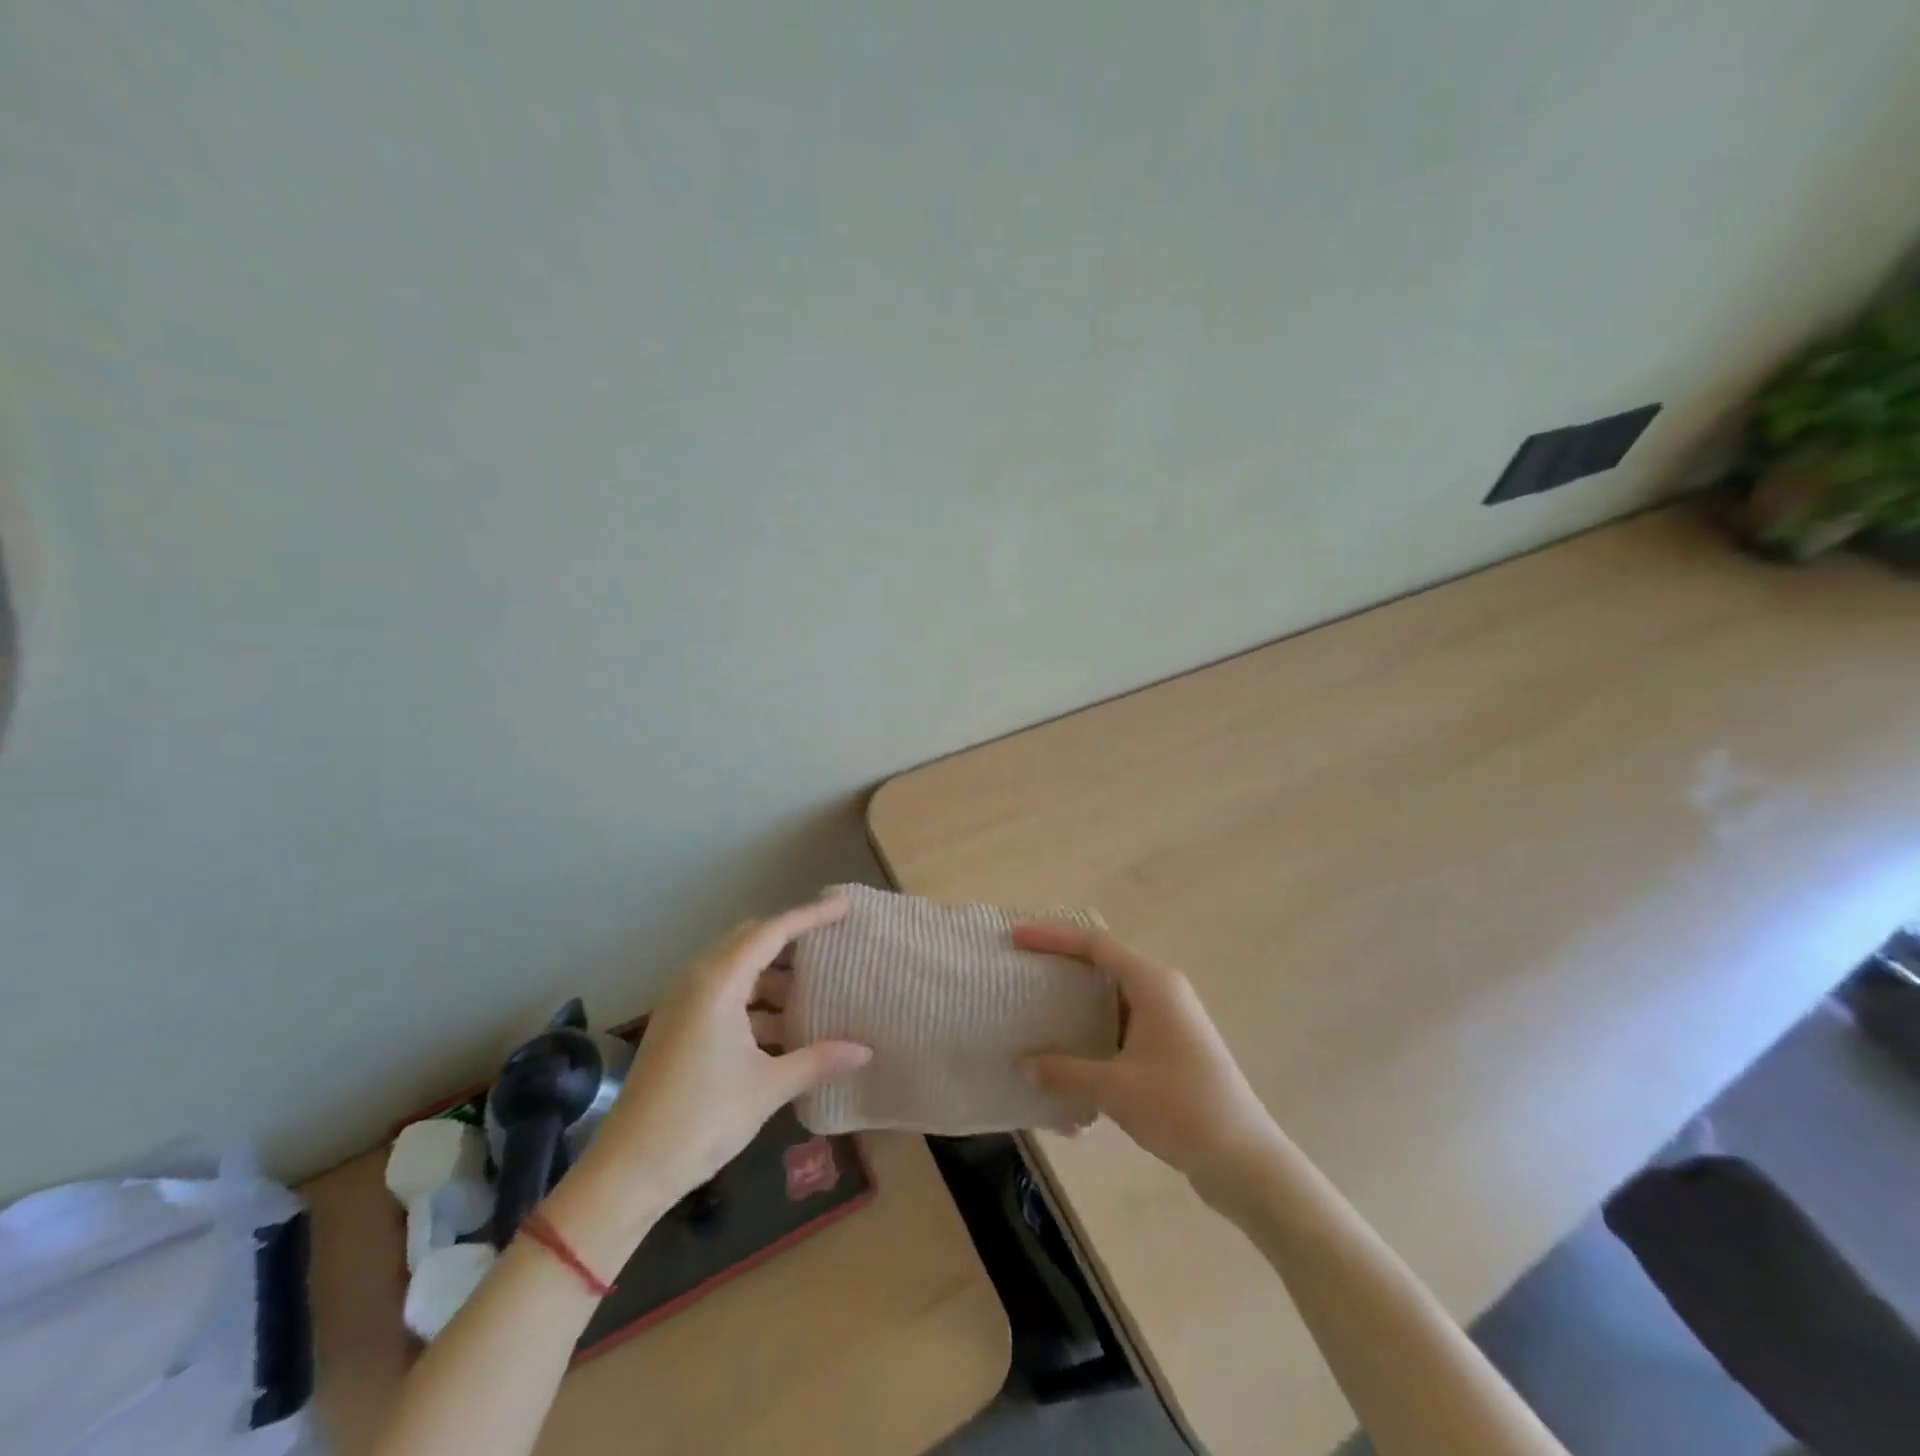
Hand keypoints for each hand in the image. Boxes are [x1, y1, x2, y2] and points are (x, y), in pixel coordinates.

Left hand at [585, 895, 870, 1209]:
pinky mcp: (679, 1027)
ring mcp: (684, 1003)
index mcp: (718, 982)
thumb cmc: (700, 1119)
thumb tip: (865, 1051)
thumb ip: (818, 1061)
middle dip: (791, 939)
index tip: (844, 905)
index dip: (810, 915)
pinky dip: (756, 1001)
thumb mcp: (767, 1088)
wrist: (626, 1172)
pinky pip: (725, 994)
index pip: (772, 931)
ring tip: (814, 991)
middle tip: (831, 943)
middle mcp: (698, 980)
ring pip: (737, 969)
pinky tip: (783, 1029)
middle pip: (751, 940)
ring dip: (774, 975)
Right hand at [1016, 923, 1282, 1205]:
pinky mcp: (1169, 1043)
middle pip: (1103, 960)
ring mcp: (1168, 1016)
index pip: (1094, 944)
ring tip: (1035, 1002)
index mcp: (1153, 983)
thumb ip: (1065, 1072)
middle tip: (1021, 966)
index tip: (1016, 937)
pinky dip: (1092, 1023)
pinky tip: (1068, 1046)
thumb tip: (1021, 1064)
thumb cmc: (1182, 1110)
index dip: (1052, 936)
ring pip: (1111, 991)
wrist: (1245, 1160)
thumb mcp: (1116, 1090)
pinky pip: (1121, 1018)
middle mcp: (1162, 989)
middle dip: (1061, 960)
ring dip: (1076, 995)